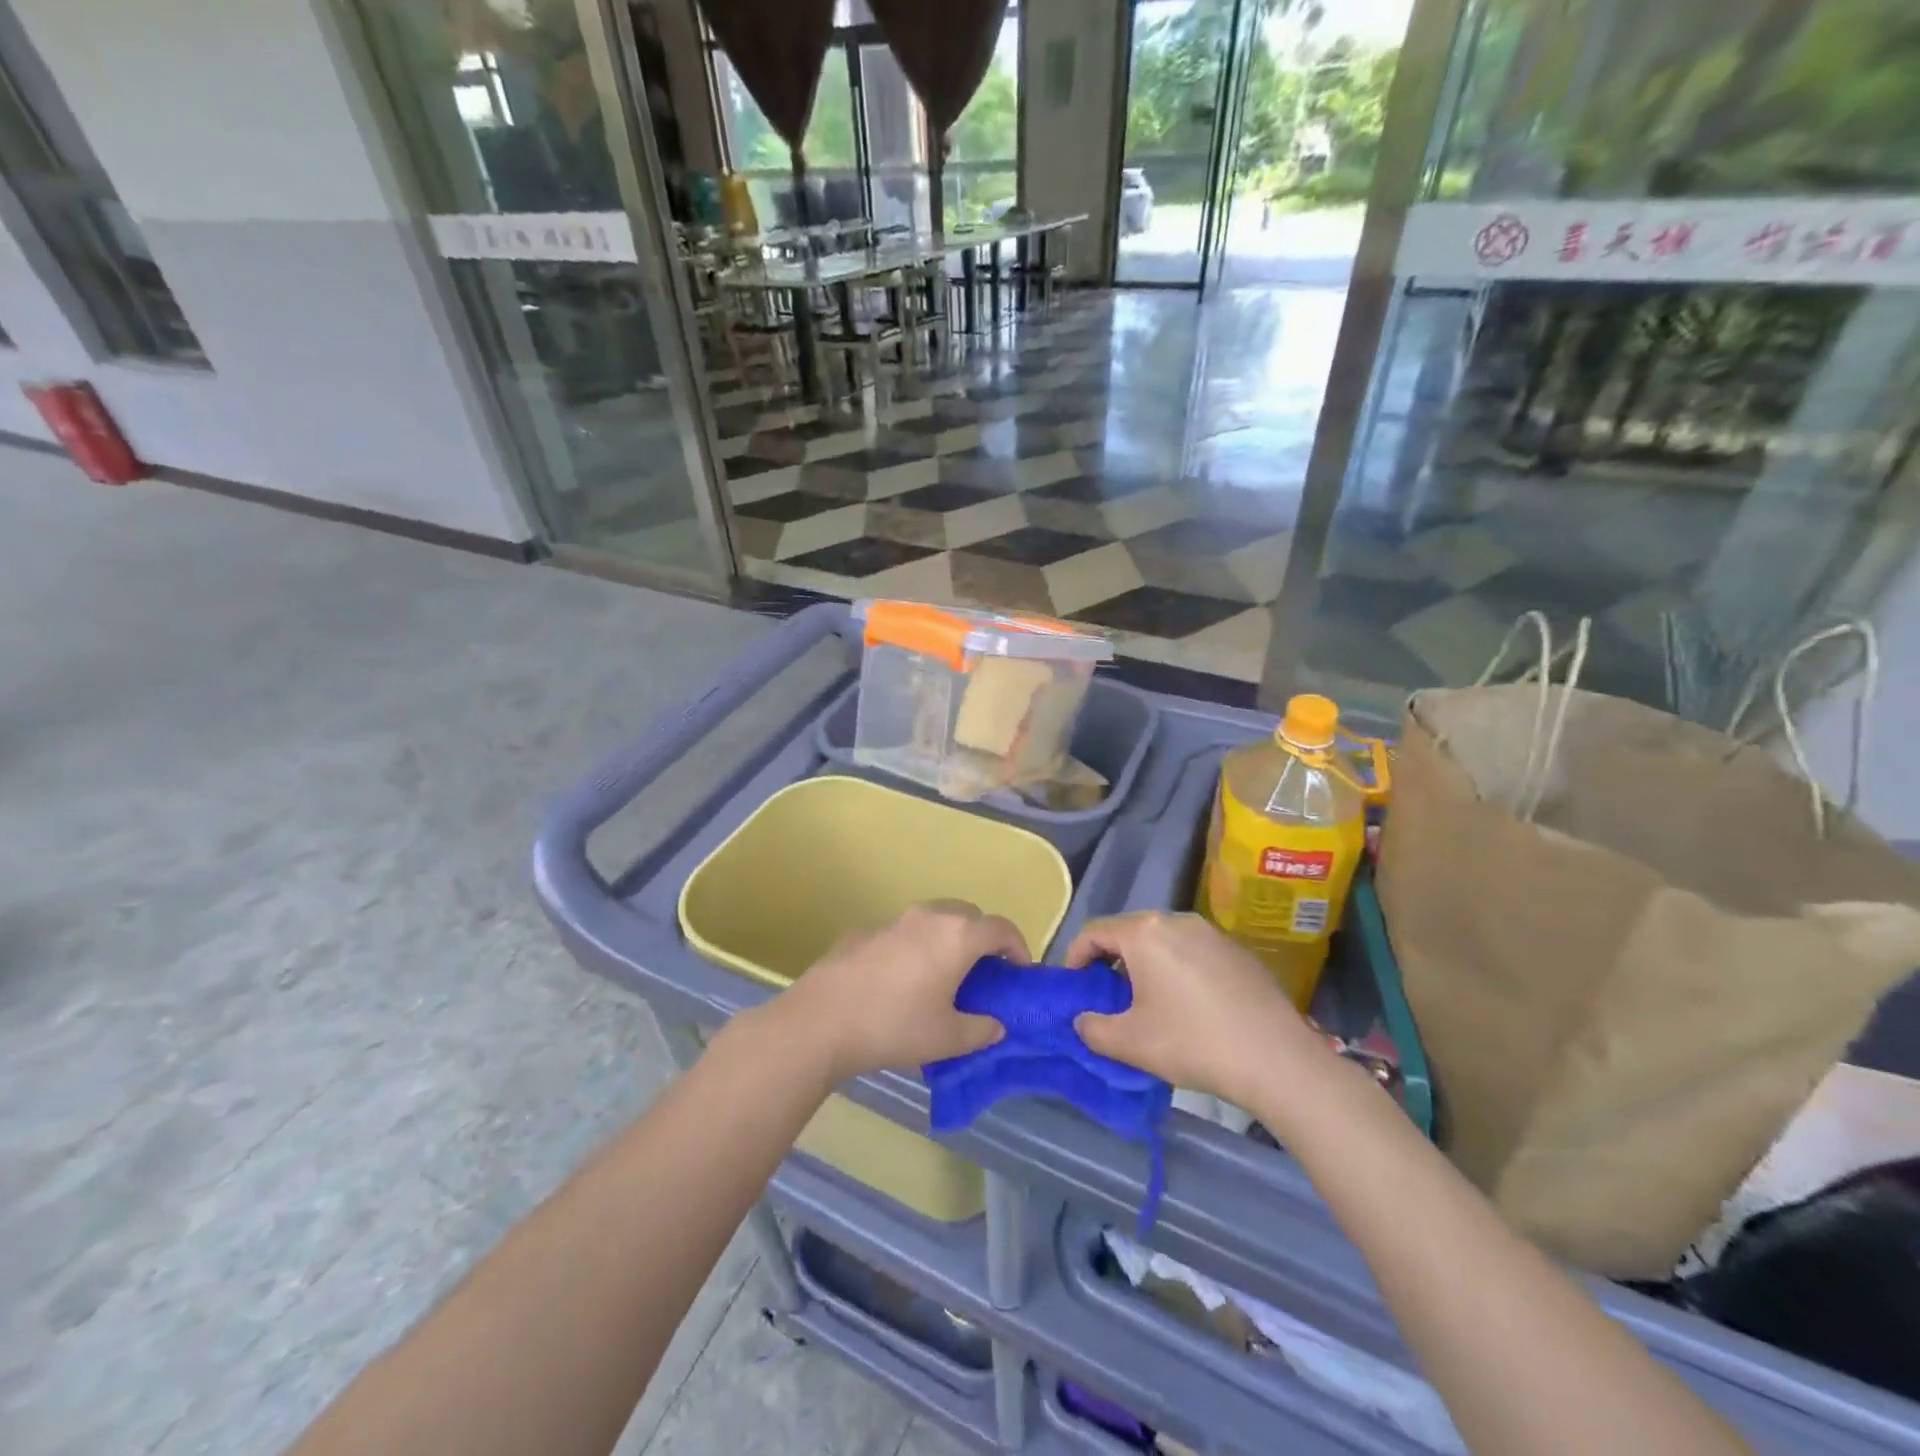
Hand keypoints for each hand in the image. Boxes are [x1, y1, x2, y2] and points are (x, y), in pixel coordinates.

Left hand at [777, 902, 1026, 1080]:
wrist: (823, 1019)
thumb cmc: (896, 1025)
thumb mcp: (948, 1038)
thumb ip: (981, 1029)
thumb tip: (995, 1025)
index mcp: (958, 935)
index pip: (1001, 928)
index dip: (1019, 947)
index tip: (1020, 972)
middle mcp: (929, 916)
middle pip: (969, 915)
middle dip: (983, 939)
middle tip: (984, 973)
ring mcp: (894, 920)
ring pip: (934, 919)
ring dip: (948, 939)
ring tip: (944, 975)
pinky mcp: (865, 931)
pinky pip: (904, 933)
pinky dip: (915, 947)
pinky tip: (902, 981)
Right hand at [1065, 911, 1325, 1105]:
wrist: (1277, 1059)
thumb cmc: (1192, 1043)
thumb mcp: (1130, 1043)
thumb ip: (1093, 1029)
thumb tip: (1083, 1020)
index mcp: (1144, 933)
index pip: (1094, 932)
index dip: (1075, 957)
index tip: (1073, 987)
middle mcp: (1176, 921)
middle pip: (1129, 932)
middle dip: (1111, 960)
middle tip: (1107, 996)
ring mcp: (1211, 933)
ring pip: (1163, 940)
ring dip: (1145, 965)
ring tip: (1147, 1001)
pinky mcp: (1237, 950)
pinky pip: (1193, 951)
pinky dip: (1177, 969)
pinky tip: (1189, 1005)